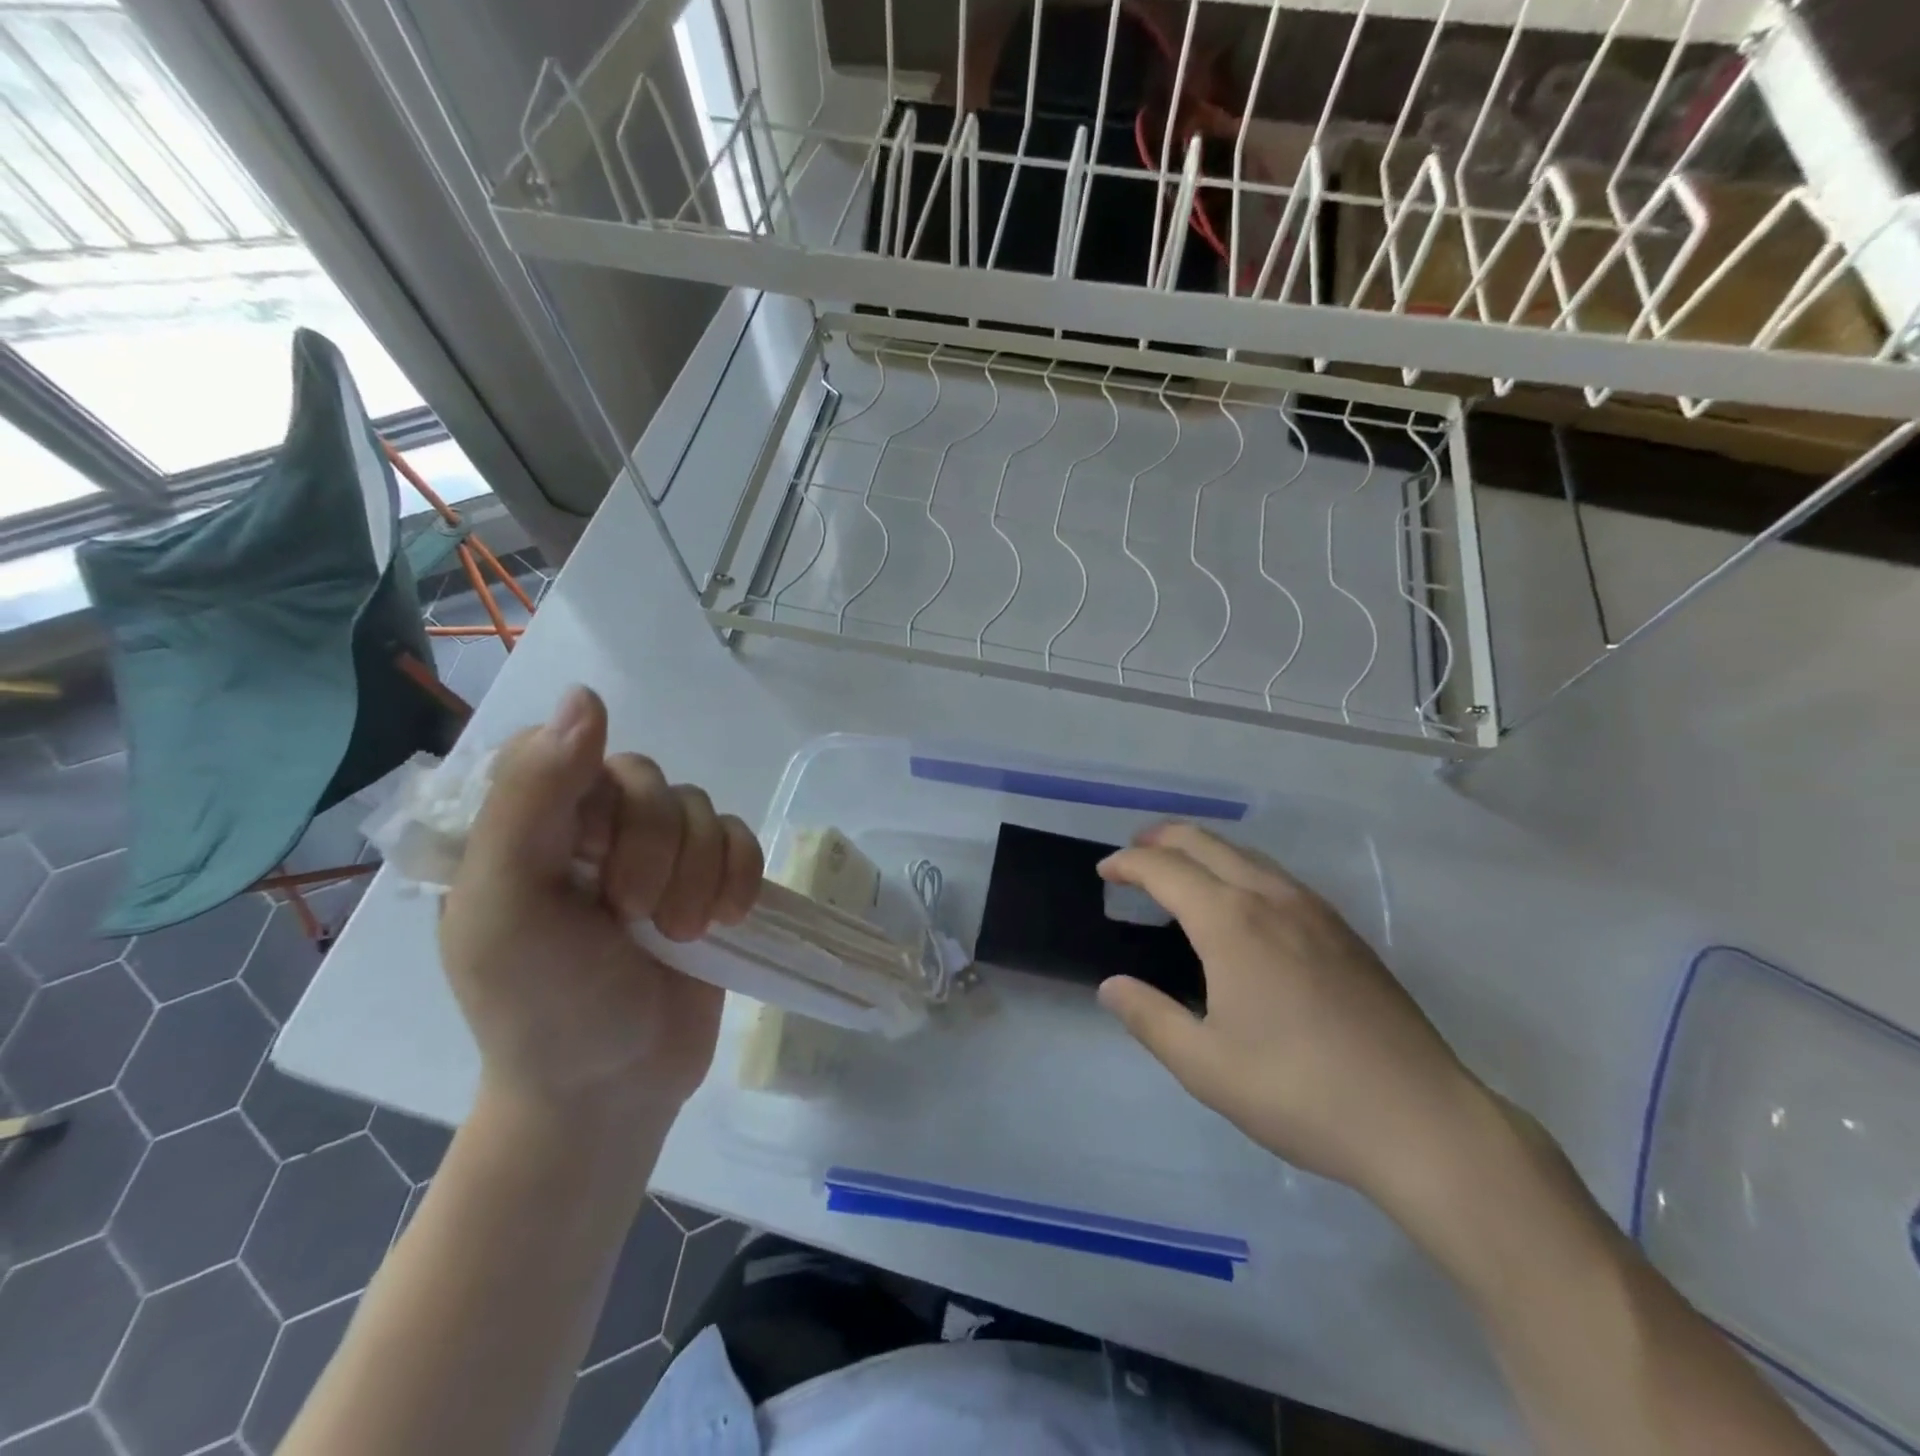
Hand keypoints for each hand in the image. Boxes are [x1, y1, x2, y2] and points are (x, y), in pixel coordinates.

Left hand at [439, 686, 762, 1120]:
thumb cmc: (542, 1007)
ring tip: (678, 935)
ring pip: (698, 808)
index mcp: (525, 824)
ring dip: (696, 873)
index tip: (585, 856)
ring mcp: (654, 851)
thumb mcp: (507, 907)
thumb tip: (586, 694)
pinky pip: (740, 836)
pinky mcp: (706, 876)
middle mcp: (590, 826)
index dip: (593, 797)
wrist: (615, 1087)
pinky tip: (725, 919)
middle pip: (646, 780)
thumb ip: (531, 798)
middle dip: (653, 851)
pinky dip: (739, 875)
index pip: (566, 748)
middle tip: (634, 916)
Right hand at [1096, 823, 1487, 1204]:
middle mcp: (1271, 898)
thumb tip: (1111, 987)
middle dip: (1162, 839)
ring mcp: (1315, 911)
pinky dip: (1240, 869)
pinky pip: (1277, 877)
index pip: (1164, 869)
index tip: (1104, 872)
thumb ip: (1150, 1019)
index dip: (1127, 864)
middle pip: (1206, 843)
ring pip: (1247, 855)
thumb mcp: (1205, 1066)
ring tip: (1180, 871)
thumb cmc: (1300, 1092)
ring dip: (1203, 851)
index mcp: (1231, 922)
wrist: (1421, 1120)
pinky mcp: (1345, 931)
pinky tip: (1242, 904)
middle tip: (1133, 854)